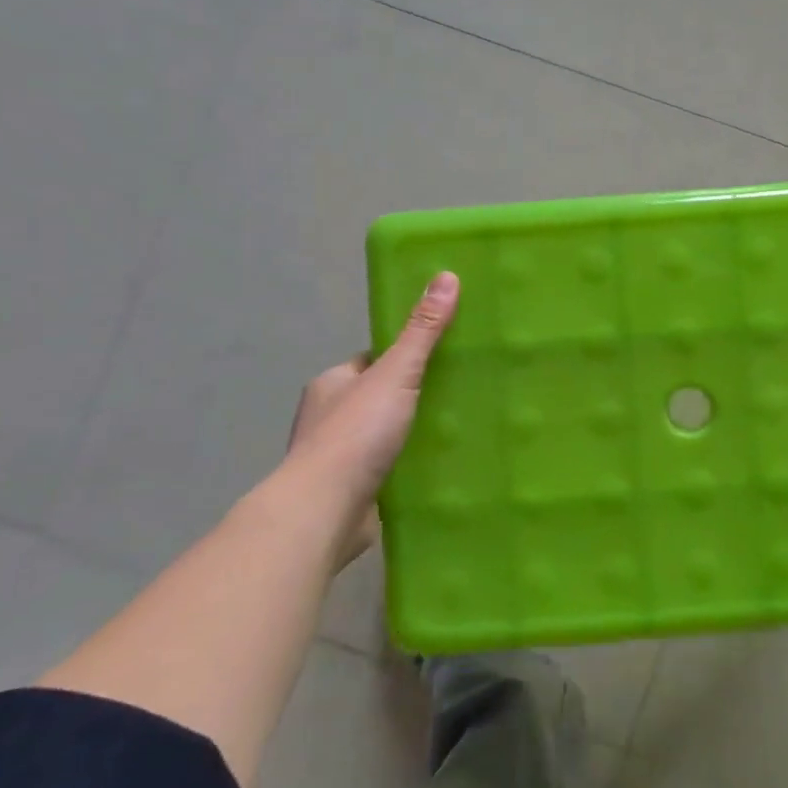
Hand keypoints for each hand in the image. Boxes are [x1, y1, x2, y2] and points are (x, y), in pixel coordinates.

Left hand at [270, 272, 459, 543]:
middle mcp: (330, 416)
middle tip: (461, 394)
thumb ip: (422, 331)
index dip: (406, 357)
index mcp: (332, 383)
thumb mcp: (396, 373)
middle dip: (414, 397)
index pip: (374, 360)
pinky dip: (410, 466)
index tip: (443, 358)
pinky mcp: (353, 491)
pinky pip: (388, 468)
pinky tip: (442, 467)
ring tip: (459, 431)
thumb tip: (447, 276)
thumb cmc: (355, 433)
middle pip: (381, 397)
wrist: (326, 511)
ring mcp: (339, 457)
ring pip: (385, 435)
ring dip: (413, 434)